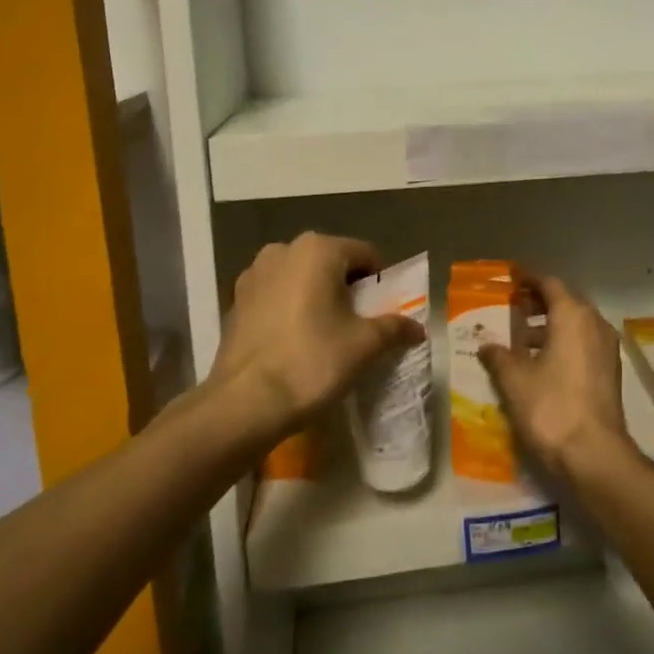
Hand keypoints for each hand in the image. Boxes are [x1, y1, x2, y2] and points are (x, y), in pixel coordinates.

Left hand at [208, 233, 422, 446]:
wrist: (244, 404)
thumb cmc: (312, 362)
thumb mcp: (364, 346)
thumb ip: (395, 329)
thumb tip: (418, 329)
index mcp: (317, 250)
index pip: (365, 255)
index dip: (380, 283)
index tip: (384, 312)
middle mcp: (282, 251)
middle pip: (331, 263)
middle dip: (347, 289)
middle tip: (359, 325)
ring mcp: (253, 275)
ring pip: (301, 279)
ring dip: (317, 298)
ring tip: (326, 335)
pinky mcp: (235, 302)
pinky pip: (276, 297)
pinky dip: (291, 310)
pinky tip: (295, 343)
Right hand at [478, 275, 629, 482]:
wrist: (594, 454)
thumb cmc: (551, 407)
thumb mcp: (515, 379)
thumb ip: (499, 356)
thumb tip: (486, 345)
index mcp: (573, 316)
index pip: (550, 284)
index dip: (528, 279)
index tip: (510, 279)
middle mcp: (595, 324)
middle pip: (566, 302)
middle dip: (539, 303)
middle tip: (511, 307)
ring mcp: (607, 349)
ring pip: (576, 325)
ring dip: (550, 326)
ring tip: (520, 339)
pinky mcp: (610, 372)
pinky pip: (583, 344)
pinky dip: (562, 344)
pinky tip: (540, 364)